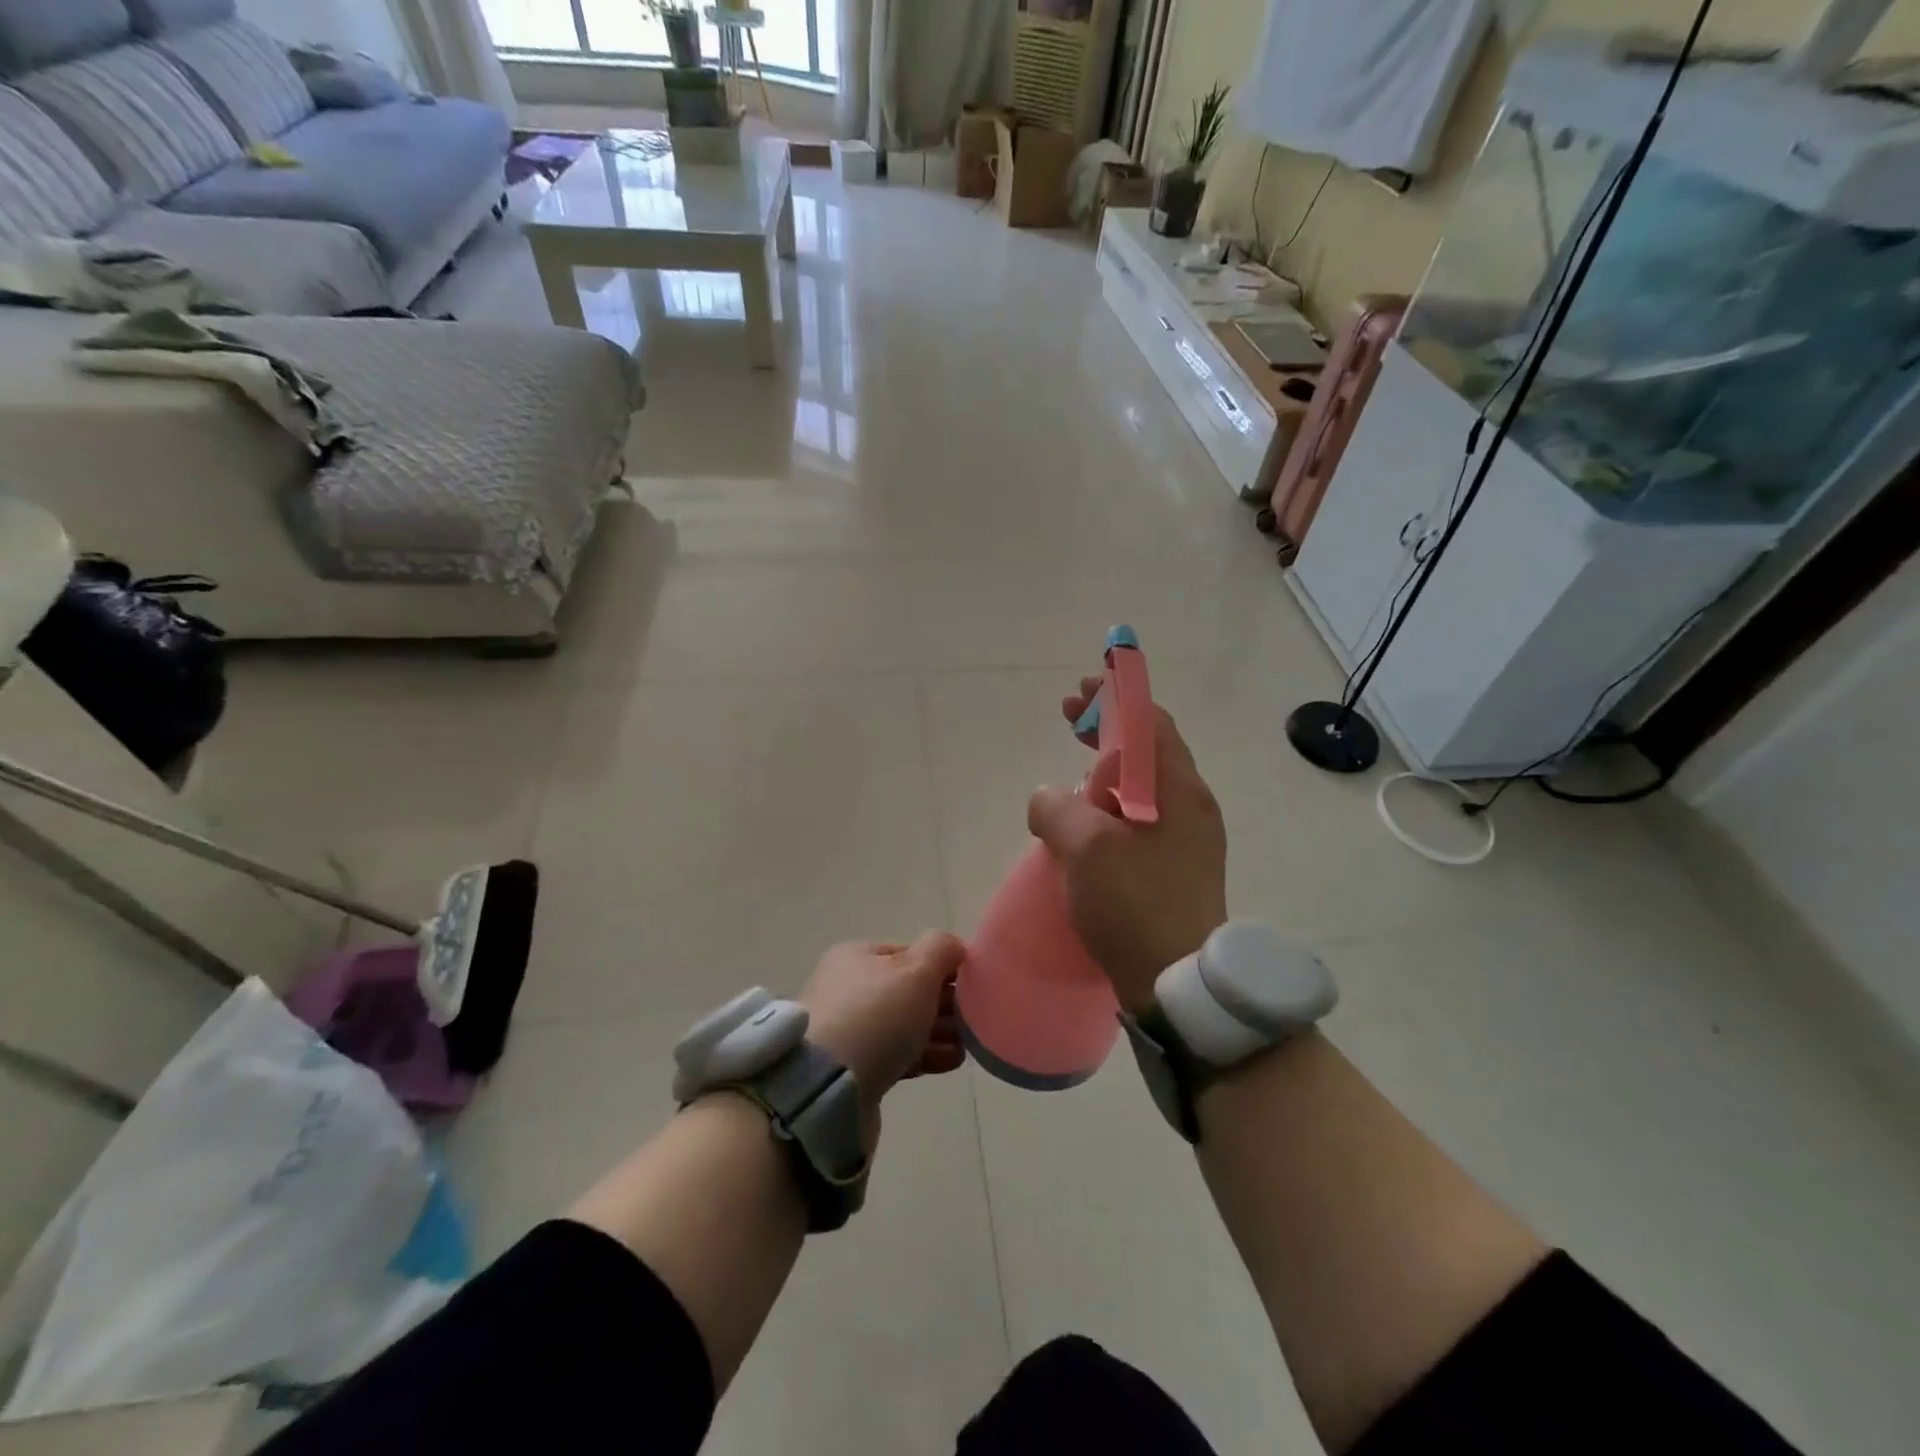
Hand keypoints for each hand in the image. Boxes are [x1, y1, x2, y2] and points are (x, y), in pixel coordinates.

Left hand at [800, 934, 966, 1105]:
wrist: (826, 1089)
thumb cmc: (875, 1017)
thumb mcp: (916, 971)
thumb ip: (940, 950)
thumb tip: (954, 946)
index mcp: (857, 957)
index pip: (909, 952)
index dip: (943, 966)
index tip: (972, 985)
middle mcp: (848, 988)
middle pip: (907, 990)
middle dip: (943, 1002)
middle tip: (974, 1018)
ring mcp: (848, 1030)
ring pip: (904, 1025)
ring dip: (938, 1031)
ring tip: (968, 1045)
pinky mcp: (852, 1069)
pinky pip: (897, 1054)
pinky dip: (925, 1054)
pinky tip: (951, 1061)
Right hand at [1027, 677, 1227, 1013]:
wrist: (1178, 986)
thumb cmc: (1135, 905)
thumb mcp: (1085, 847)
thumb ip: (1056, 807)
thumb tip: (1047, 798)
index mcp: (1180, 790)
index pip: (1151, 722)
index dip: (1116, 699)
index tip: (1081, 693)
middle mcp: (1190, 808)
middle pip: (1146, 752)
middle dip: (1106, 732)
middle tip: (1069, 723)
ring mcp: (1186, 841)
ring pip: (1140, 789)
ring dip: (1104, 774)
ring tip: (1069, 782)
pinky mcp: (1174, 871)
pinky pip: (1138, 822)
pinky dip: (1109, 810)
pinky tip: (1082, 830)